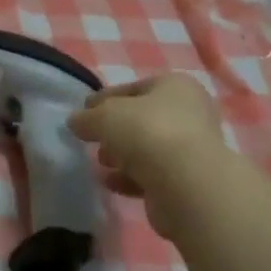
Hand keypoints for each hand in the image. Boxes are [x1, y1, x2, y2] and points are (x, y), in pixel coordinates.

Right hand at [67, 73, 223, 226]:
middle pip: (142, 119)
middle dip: (115, 130)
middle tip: (92, 139)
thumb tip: (77, 122)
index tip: (83, 111)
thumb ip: (86, 117)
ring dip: (122, 156)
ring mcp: (193, 149)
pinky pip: (153, 175)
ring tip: (101, 163)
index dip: (105, 99)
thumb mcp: (103, 116)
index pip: (133, 88)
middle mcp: (191, 114)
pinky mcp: (189, 181)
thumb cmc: (146, 132)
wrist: (185, 184)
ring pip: (148, 148)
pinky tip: (111, 183)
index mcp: (176, 86)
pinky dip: (130, 178)